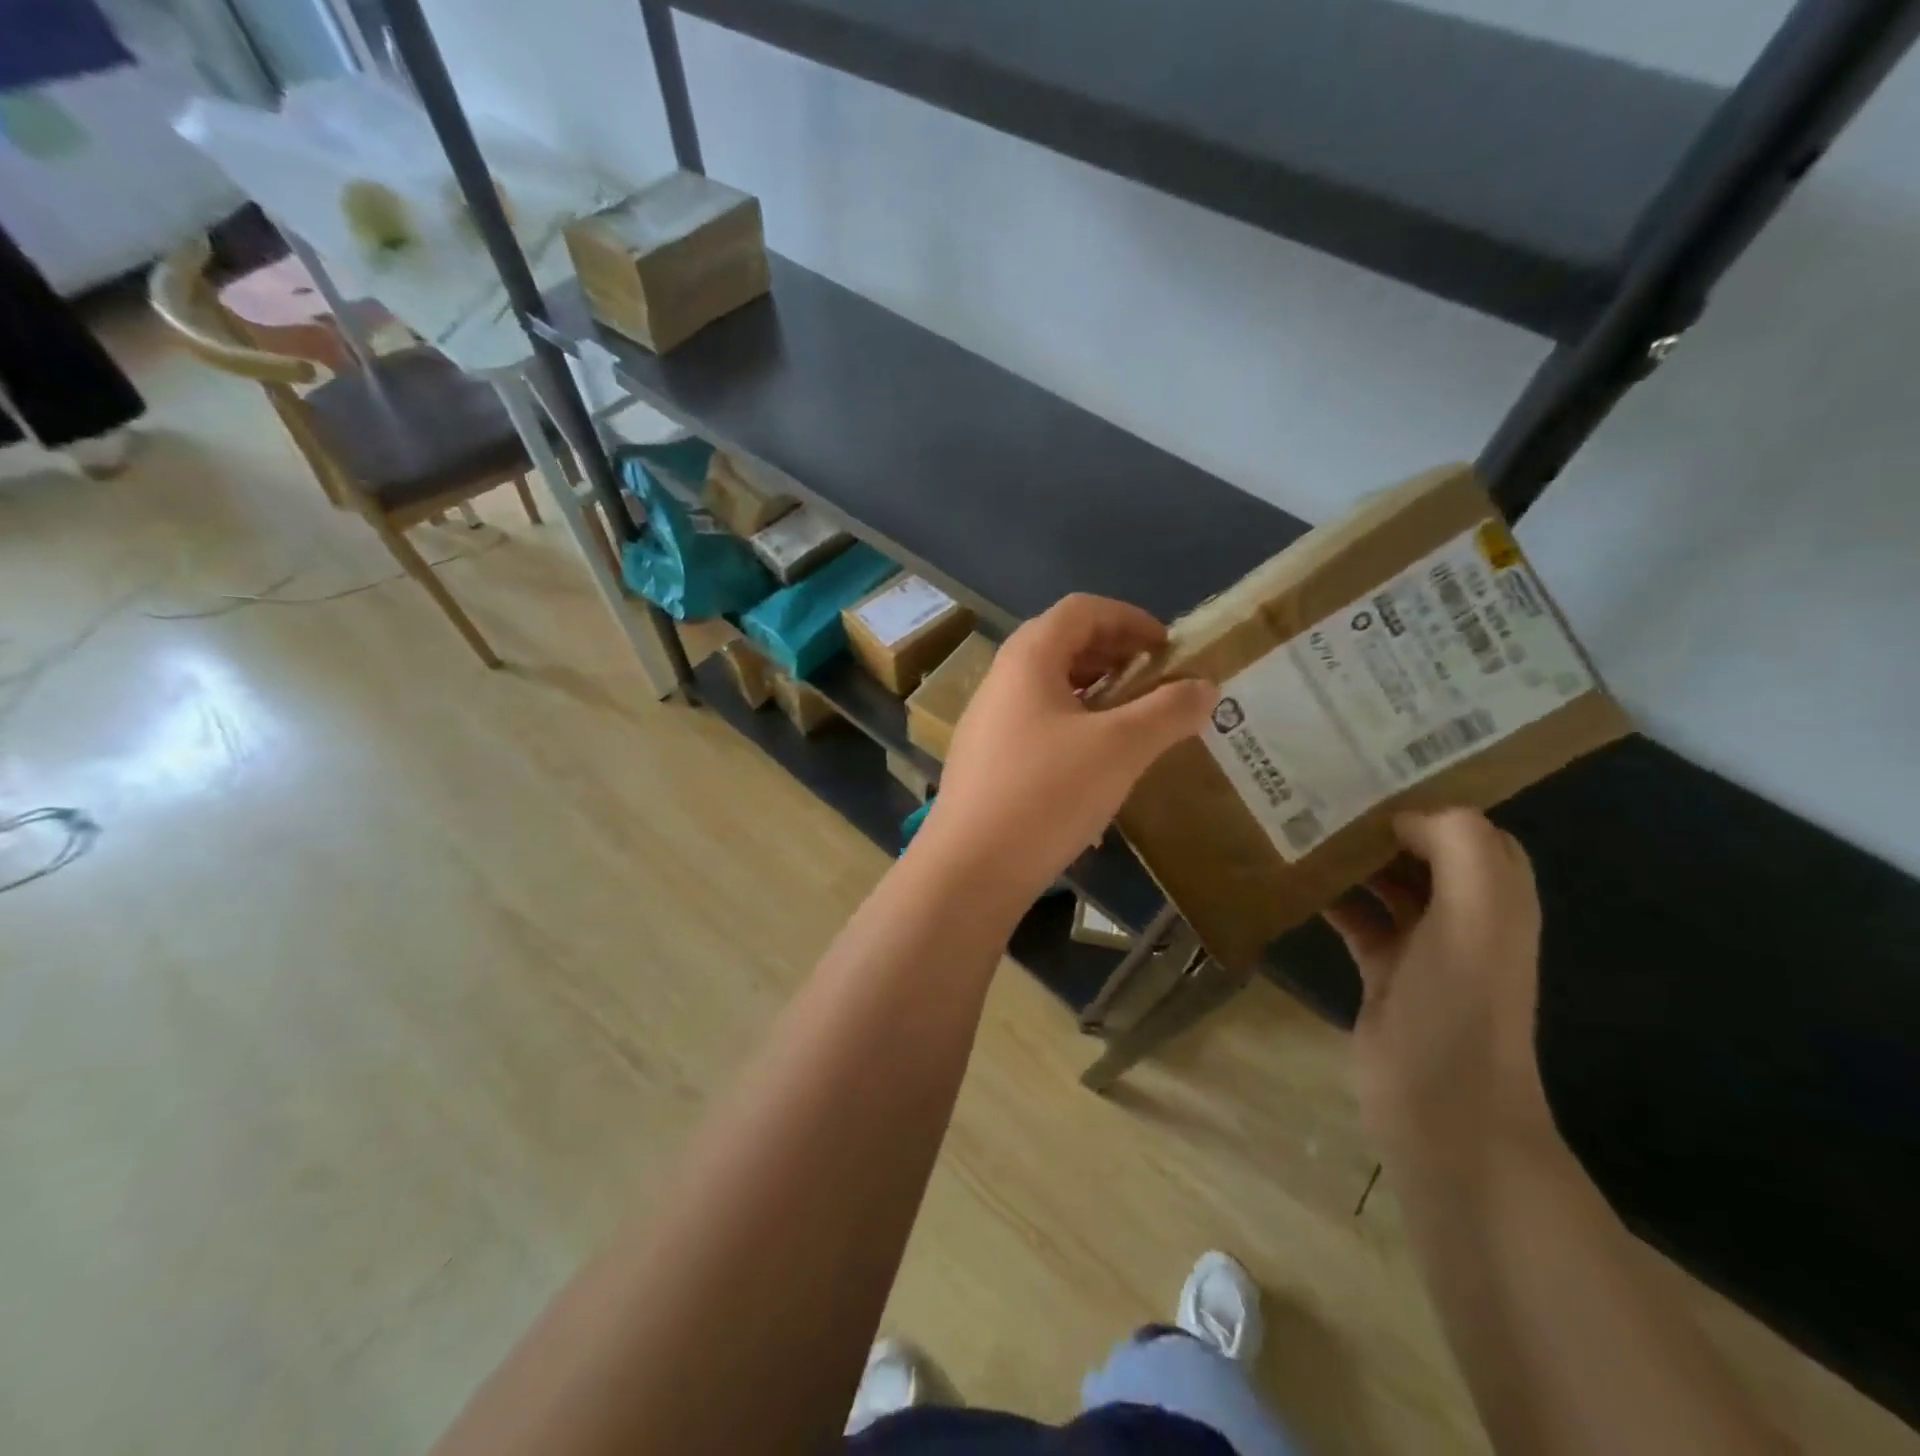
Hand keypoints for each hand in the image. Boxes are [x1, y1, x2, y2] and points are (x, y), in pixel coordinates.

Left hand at [917, 594, 1215, 911]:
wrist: (970, 868)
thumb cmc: (1047, 793)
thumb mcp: (1120, 748)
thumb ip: (1168, 711)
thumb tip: (1204, 687)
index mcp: (1028, 658)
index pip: (1081, 610)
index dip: (1129, 618)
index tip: (1167, 648)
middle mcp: (1001, 680)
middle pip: (1062, 644)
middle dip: (1114, 654)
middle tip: (1154, 682)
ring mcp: (987, 722)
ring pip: (1048, 687)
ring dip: (1094, 693)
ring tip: (1132, 720)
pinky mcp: (985, 761)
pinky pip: (1036, 724)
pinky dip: (1073, 725)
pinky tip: (1095, 763)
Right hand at [1324, 809, 1553, 1168]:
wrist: (1442, 1110)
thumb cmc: (1459, 1007)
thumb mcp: (1477, 918)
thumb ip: (1460, 848)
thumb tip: (1404, 815)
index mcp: (1498, 897)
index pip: (1470, 826)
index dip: (1430, 796)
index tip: (1371, 770)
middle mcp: (1466, 914)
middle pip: (1425, 849)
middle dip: (1383, 819)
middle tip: (1325, 789)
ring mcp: (1424, 945)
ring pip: (1387, 880)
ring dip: (1354, 855)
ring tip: (1302, 824)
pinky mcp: (1385, 970)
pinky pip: (1358, 917)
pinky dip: (1333, 897)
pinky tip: (1296, 881)